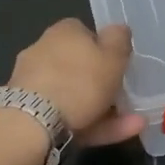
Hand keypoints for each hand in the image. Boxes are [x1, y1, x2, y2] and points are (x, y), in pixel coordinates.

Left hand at [9, 19, 145, 145]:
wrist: (34, 122)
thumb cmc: (80, 81)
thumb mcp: (113, 55)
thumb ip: (120, 40)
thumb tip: (118, 30)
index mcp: (63, 31)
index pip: (86, 33)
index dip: (105, 49)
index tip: (120, 66)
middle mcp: (43, 51)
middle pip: (79, 66)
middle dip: (103, 84)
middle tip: (126, 99)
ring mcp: (34, 83)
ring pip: (75, 95)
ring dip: (104, 109)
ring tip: (134, 123)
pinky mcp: (30, 112)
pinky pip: (66, 115)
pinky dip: (90, 124)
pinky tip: (116, 134)